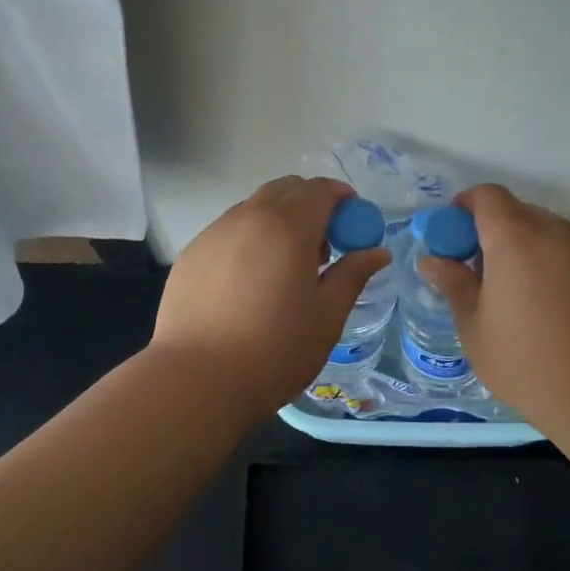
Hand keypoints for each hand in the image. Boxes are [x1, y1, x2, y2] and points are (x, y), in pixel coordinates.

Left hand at [150, 177, 390, 419]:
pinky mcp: (191, 253)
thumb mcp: (327, 316)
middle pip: (285, 189)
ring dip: (278, 221)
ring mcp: (214, 233)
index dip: (342, 198)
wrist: (196, 380)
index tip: (353, 223)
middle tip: (323, 248)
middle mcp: (248, 217)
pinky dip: (249, 239)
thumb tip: (378, 252)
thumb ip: (353, 275)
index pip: (320, 190)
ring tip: (284, 268)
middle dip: (310, 205)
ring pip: (254, 208)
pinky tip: (249, 284)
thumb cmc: (274, 350)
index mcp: (288, 227)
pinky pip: (229, 231)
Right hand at [418, 184, 569, 424]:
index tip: (454, 233)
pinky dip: (557, 268)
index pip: (488, 196)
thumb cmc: (527, 361)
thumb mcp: (474, 327)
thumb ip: (454, 285)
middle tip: (482, 271)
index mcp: (514, 239)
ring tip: (520, 295)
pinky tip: (556, 311)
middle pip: (519, 212)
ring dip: (528, 249)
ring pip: (549, 234)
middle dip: (495, 231)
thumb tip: (432, 260)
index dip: (466, 205)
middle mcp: (554, 233)